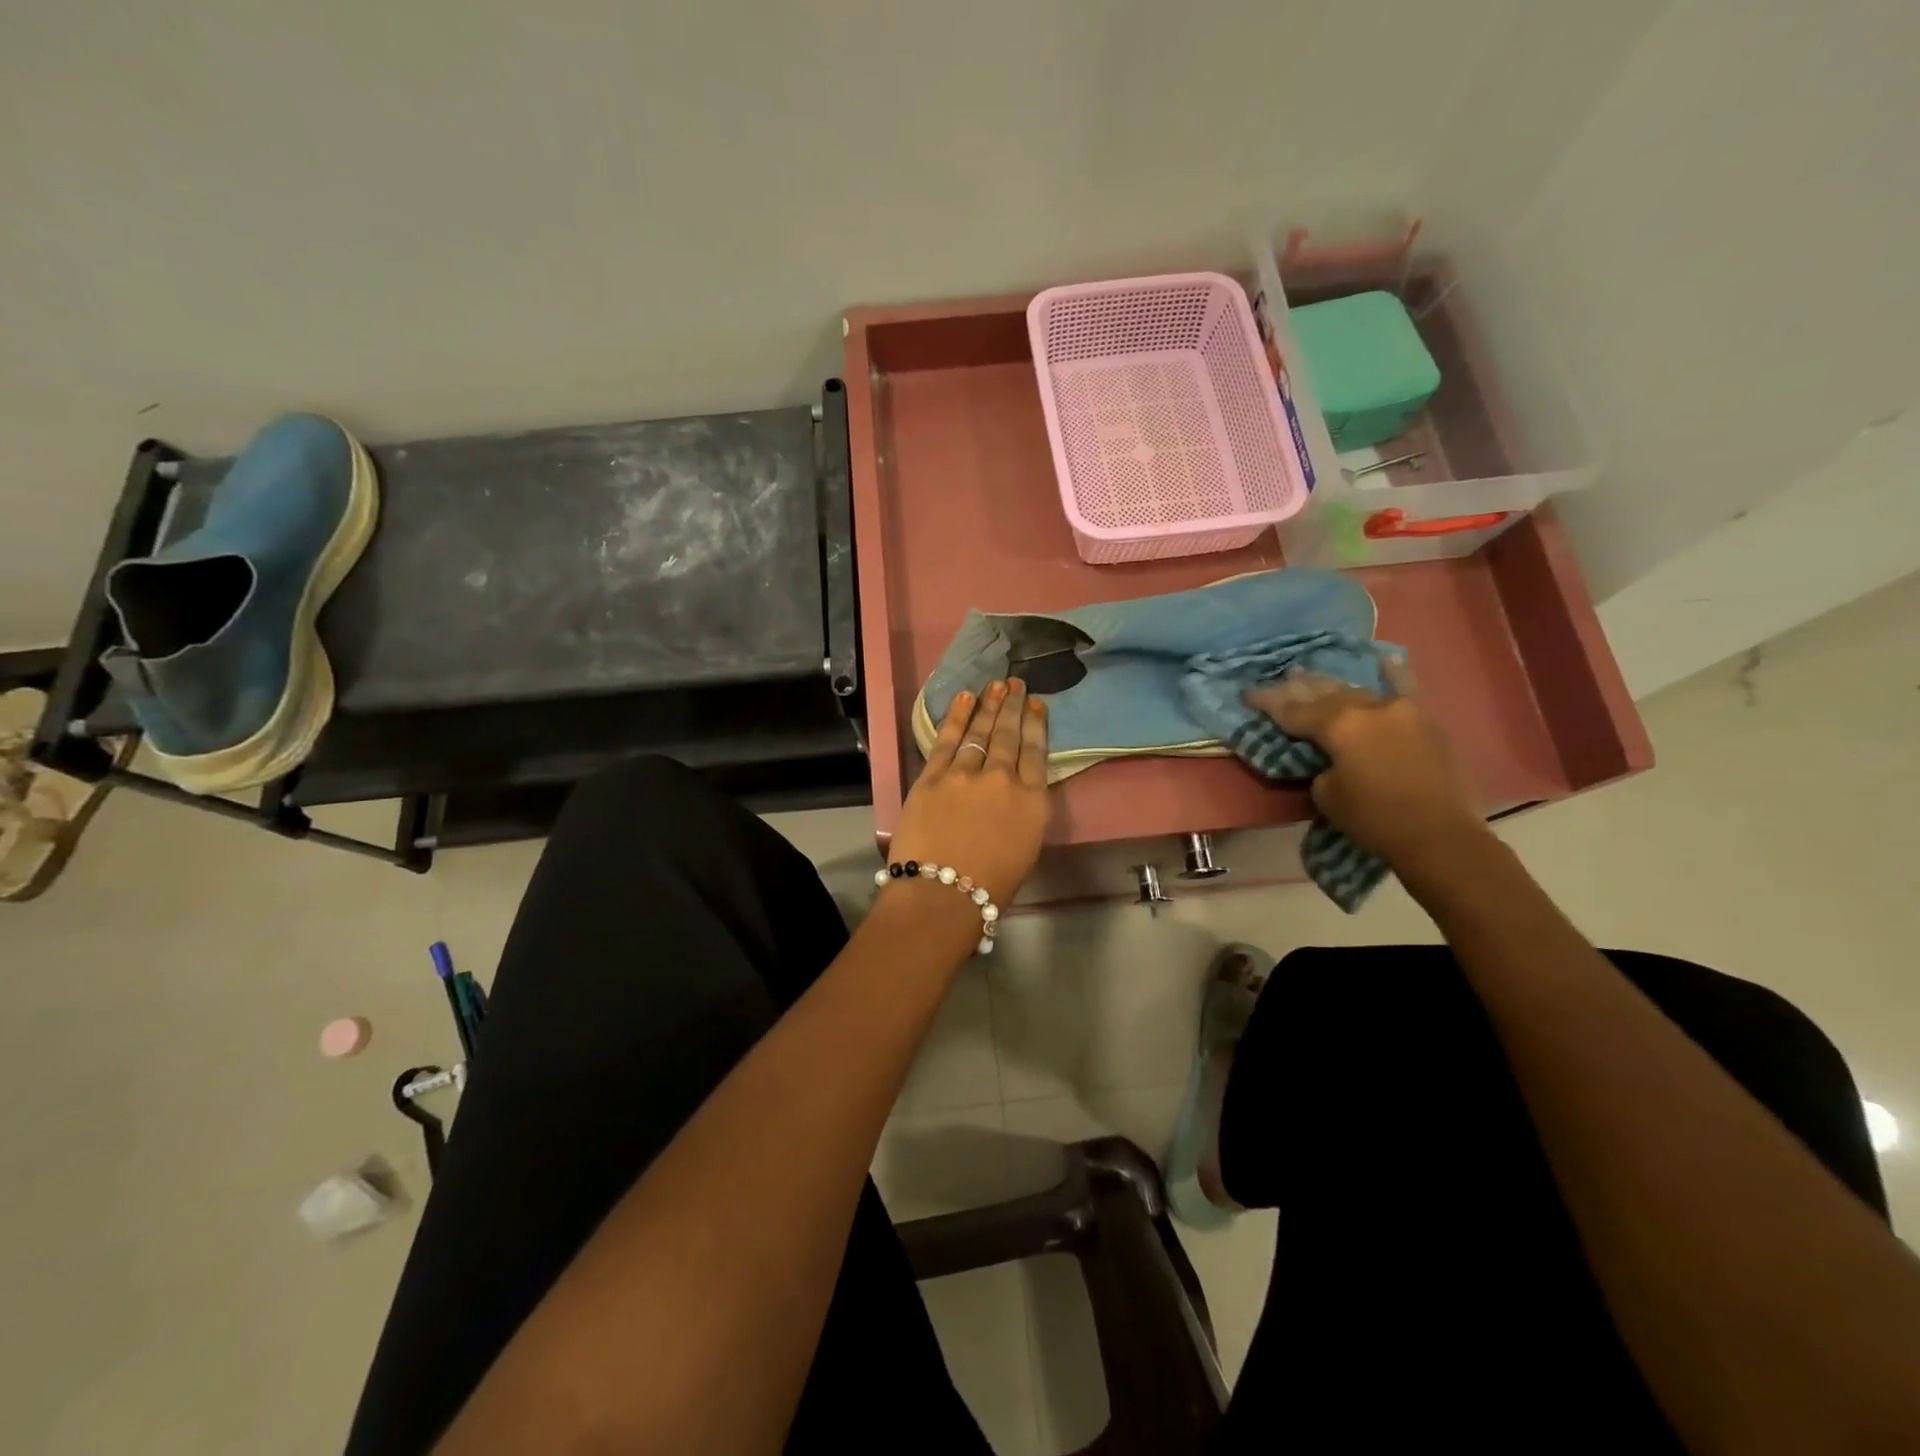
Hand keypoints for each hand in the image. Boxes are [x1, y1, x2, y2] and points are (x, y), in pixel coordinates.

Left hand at [887, 679, 1050, 907]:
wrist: (943, 892)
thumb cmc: (991, 885)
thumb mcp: (1026, 848)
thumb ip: (1024, 811)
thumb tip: (1017, 792)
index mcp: (1032, 800)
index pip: (1037, 753)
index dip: (1036, 725)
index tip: (1036, 704)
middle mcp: (1002, 778)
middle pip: (1008, 735)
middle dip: (1012, 706)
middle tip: (1015, 683)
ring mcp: (965, 773)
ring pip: (979, 731)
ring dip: (988, 705)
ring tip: (995, 685)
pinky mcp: (933, 776)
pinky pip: (947, 739)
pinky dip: (957, 716)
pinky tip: (964, 697)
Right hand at [1243, 661, 1487, 867]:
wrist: (1440, 836)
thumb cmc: (1374, 819)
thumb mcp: (1326, 794)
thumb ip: (1320, 765)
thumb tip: (1328, 755)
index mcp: (1338, 725)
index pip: (1292, 710)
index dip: (1267, 702)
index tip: (1247, 693)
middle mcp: (1367, 708)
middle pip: (1322, 693)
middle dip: (1295, 689)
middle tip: (1276, 683)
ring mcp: (1400, 710)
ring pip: (1356, 691)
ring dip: (1330, 686)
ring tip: (1307, 674)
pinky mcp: (1424, 721)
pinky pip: (1404, 690)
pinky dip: (1392, 674)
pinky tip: (1384, 659)